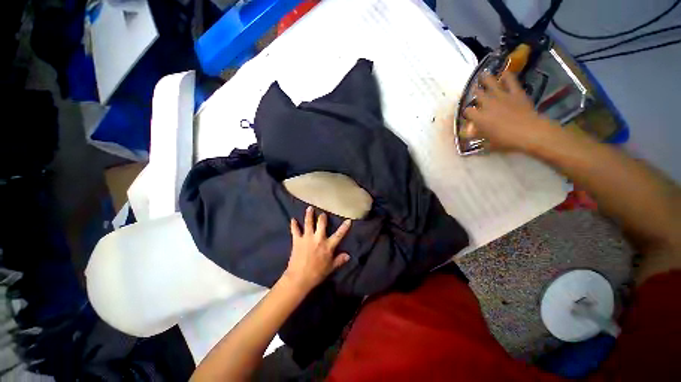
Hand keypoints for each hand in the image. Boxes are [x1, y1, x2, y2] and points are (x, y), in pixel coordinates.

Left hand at [283, 206, 350, 290]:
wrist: (299, 278)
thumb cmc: (317, 273)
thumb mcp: (330, 268)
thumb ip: (339, 260)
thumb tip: (348, 255)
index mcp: (328, 246)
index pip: (339, 234)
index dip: (344, 227)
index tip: (348, 220)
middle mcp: (318, 239)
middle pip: (321, 224)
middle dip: (322, 217)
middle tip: (322, 214)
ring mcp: (307, 238)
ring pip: (308, 223)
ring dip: (309, 215)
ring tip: (309, 208)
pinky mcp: (297, 240)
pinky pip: (295, 230)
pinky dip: (294, 224)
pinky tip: (292, 219)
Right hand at [462, 72, 557, 152]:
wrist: (529, 132)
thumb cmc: (506, 140)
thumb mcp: (488, 143)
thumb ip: (477, 136)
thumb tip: (467, 135)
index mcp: (479, 117)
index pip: (467, 111)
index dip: (466, 112)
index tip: (468, 114)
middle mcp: (487, 104)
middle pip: (477, 94)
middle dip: (474, 92)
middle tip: (472, 90)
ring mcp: (502, 97)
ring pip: (491, 84)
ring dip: (485, 79)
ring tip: (482, 74)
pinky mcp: (515, 93)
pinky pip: (511, 81)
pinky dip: (507, 76)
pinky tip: (504, 72)